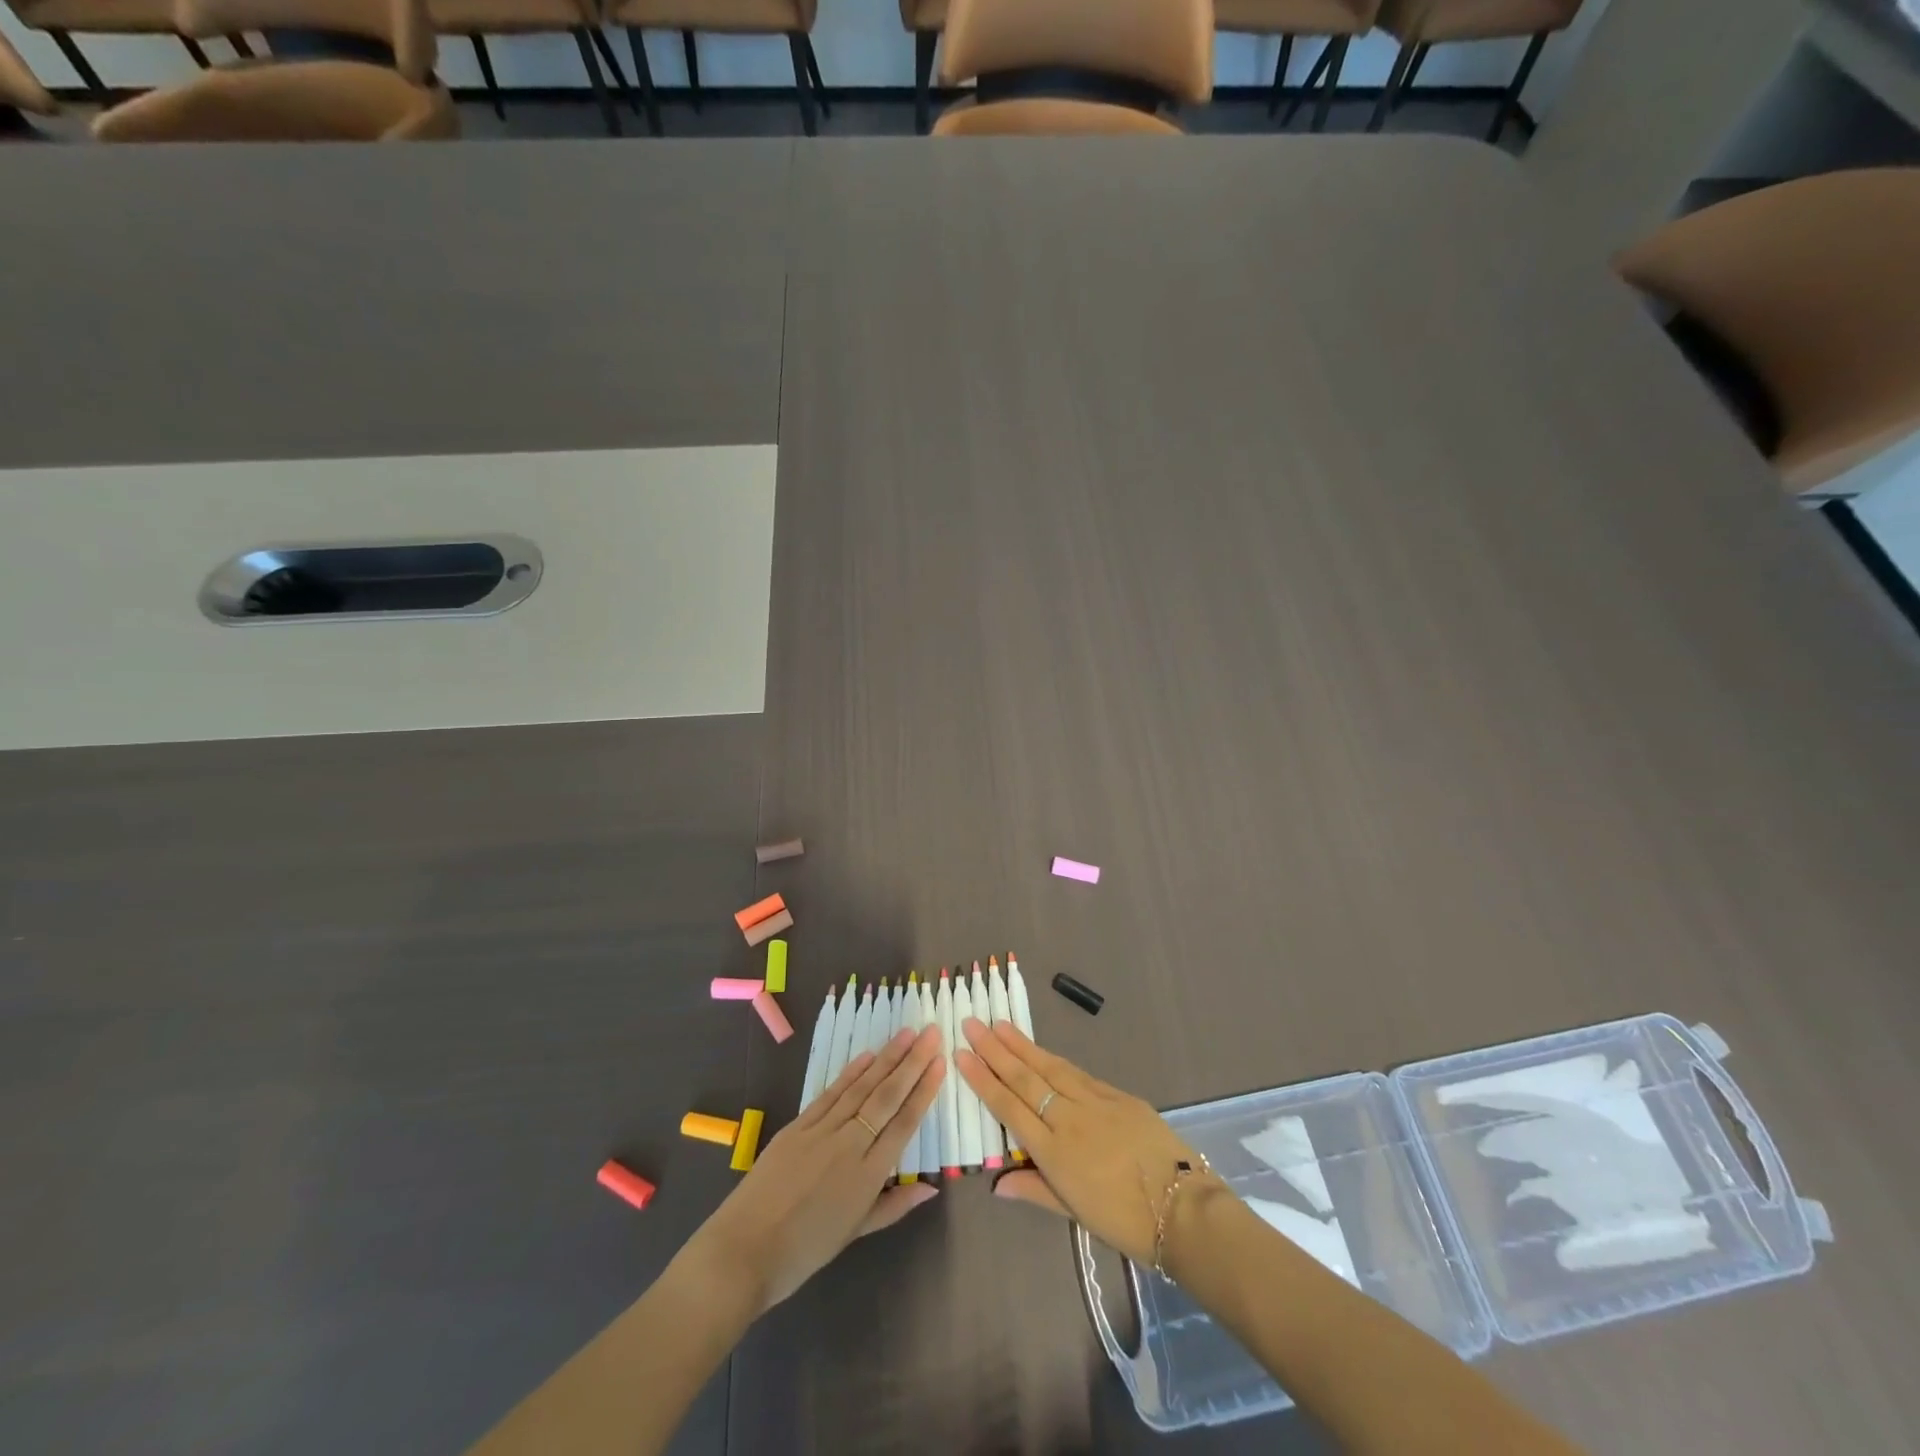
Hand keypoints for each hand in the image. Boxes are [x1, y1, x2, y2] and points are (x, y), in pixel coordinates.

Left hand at [686, 1024, 946, 1313]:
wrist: (743, 1252)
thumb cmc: (803, 1252)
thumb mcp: (854, 1234)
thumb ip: (893, 1206)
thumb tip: (931, 1187)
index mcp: (867, 1176)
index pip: (903, 1123)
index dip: (924, 1091)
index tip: (940, 1062)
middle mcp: (849, 1145)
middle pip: (886, 1097)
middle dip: (912, 1063)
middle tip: (931, 1033)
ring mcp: (821, 1131)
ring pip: (861, 1088)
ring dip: (886, 1058)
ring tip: (906, 1034)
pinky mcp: (797, 1126)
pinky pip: (830, 1094)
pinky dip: (850, 1073)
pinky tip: (867, 1056)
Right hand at [956, 1018, 1201, 1264]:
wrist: (1182, 1207)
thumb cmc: (1124, 1221)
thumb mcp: (1074, 1212)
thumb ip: (1034, 1190)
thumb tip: (996, 1184)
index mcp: (1053, 1152)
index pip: (1009, 1107)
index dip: (983, 1080)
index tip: (961, 1054)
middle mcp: (1068, 1119)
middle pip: (1025, 1078)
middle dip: (995, 1050)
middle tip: (972, 1024)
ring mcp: (1094, 1102)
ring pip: (1050, 1067)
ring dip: (1021, 1045)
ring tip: (999, 1025)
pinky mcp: (1118, 1095)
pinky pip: (1078, 1073)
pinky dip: (1054, 1059)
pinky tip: (1042, 1050)